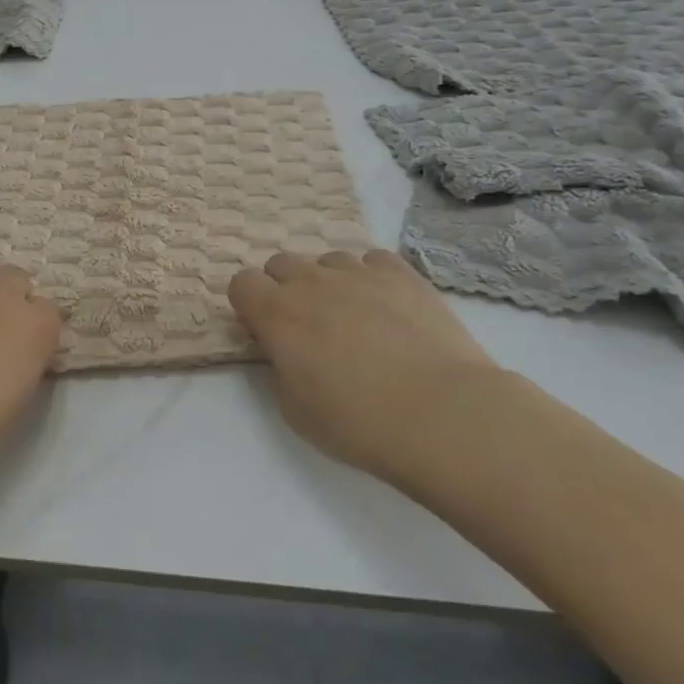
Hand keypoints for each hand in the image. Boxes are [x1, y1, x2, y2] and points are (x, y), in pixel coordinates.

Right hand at [229, 250, 507, 482]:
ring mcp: (358, 272)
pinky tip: (386, 306)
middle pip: (281, 263)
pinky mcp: (402, 274)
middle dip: (284, 288)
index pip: (241, 283)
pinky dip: (371, 277)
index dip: (249, 304)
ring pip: (327, 260)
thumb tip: (285, 350)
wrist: (442, 414)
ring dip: (328, 282)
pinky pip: (373, 260)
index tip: (264, 330)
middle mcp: (311, 282)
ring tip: (352, 317)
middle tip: (306, 326)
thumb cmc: (358, 422)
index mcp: (276, 314)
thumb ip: (279, 368)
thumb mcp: (295, 410)